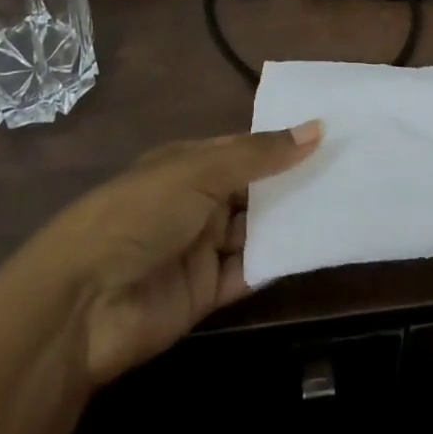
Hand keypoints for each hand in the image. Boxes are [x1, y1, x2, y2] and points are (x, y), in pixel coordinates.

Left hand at [41, 121, 322, 384]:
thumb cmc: (139, 214)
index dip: (283, 143)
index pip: (244, 148)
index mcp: (189, 163)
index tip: (331, 136)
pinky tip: (315, 248)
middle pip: (253, 189)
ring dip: (290, 221)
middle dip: (292, 182)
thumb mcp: (200, 172)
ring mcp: (200, 248)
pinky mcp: (204, 293)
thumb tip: (318, 128)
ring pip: (255, 229)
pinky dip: (276, 260)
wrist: (82, 305)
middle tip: (350, 171)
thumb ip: (260, 155)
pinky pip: (248, 271)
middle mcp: (197, 201)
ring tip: (344, 206)